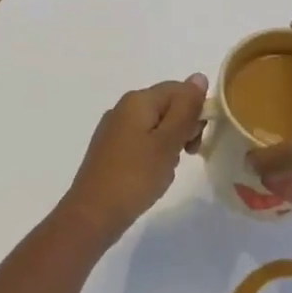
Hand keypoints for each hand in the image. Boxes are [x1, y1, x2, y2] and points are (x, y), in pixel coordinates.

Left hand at [60, 75, 208, 239]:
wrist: (92, 215)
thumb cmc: (135, 176)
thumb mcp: (168, 141)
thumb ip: (185, 108)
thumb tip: (199, 76)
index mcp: (138, 100)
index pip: (179, 89)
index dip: (195, 111)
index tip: (196, 140)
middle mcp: (123, 108)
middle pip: (167, 106)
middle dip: (183, 128)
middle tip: (185, 155)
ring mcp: (114, 129)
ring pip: (156, 126)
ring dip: (170, 145)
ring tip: (166, 170)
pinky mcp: (110, 150)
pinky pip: (142, 142)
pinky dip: (154, 155)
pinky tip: (152, 176)